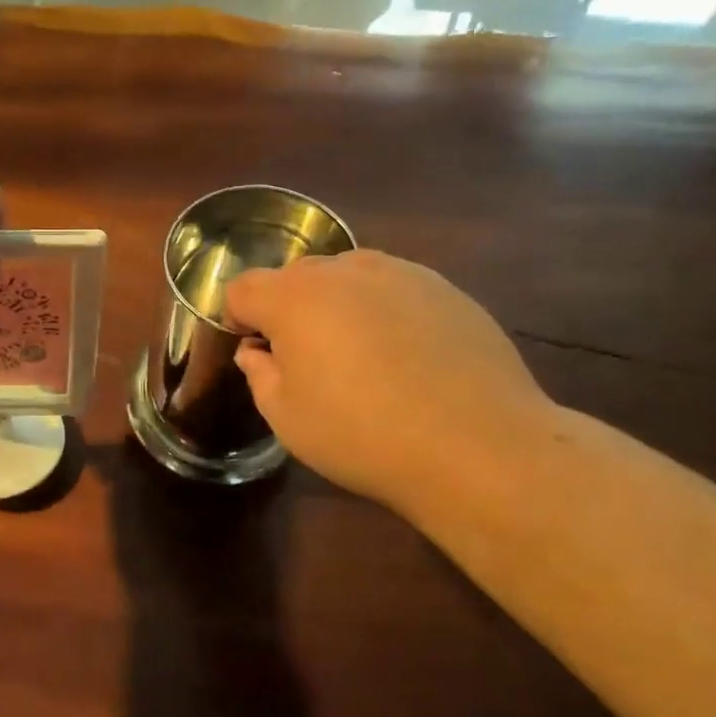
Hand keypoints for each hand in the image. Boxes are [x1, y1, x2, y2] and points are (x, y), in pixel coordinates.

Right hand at [225, 250, 557, 519]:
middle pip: (296, 276)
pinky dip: (384, 311)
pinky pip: (394, 288)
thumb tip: (258, 352)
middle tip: (304, 358)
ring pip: (348, 276)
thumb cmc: (362, 435)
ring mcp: (401, 273)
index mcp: (295, 297)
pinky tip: (405, 357)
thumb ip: (260, 374)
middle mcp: (345, 270)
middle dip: (287, 308)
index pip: (243, 288)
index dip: (237, 318)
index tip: (254, 351)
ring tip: (358, 354)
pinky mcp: (445, 288)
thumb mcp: (287, 418)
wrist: (478, 446)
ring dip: (337, 305)